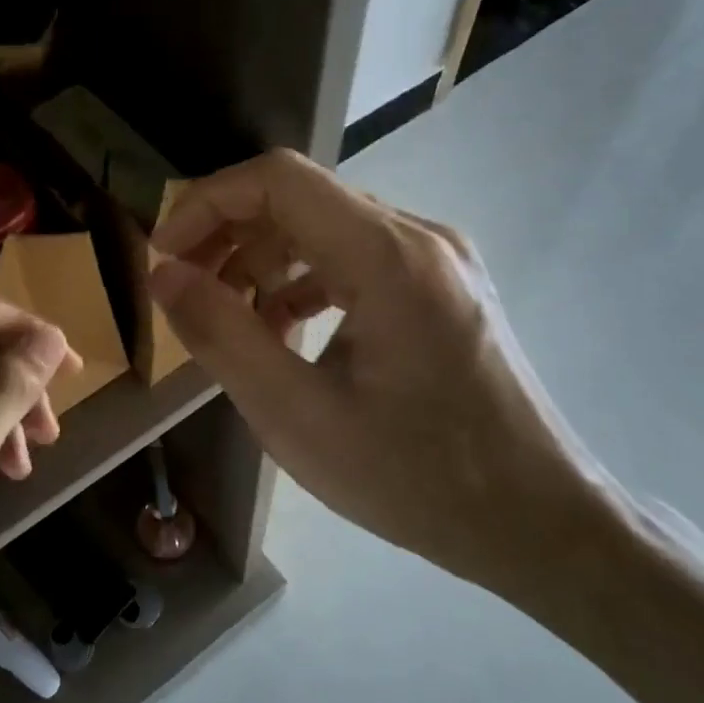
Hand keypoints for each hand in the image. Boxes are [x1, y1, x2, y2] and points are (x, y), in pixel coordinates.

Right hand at [147, 150, 611, 612]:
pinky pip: (356, 259)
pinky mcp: (443, 287)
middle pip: (301, 198)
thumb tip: (164, 275)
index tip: (164, 256)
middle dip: (228, 234)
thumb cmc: (415, 478)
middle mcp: (420, 238)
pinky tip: (282, 330)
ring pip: (327, 227)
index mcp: (389, 257)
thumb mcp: (296, 416)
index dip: (206, 204)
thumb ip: (222, 335)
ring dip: (264, 259)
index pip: (278, 179)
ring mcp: (439, 260)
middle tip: (184, 290)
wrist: (539, 523)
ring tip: (227, 316)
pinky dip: (304, 281)